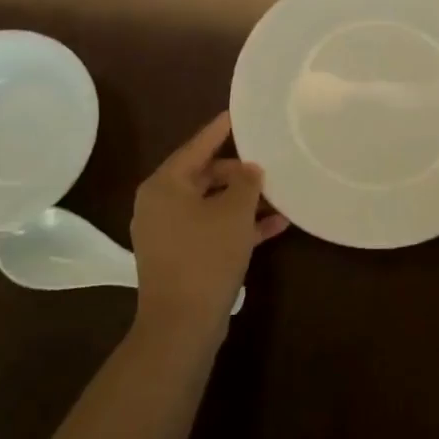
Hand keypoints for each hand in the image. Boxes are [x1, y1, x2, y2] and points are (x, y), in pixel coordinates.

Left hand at [129, 112, 287, 343]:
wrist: (181, 325)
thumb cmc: (206, 256)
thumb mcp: (234, 212)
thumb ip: (246, 182)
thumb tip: (250, 168)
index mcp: (165, 184)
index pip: (197, 146)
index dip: (220, 129)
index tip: (238, 113)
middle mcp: (160, 204)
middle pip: (204, 175)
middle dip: (239, 172)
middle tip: (268, 163)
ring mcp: (168, 232)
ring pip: (211, 204)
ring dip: (243, 201)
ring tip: (279, 195)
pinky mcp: (180, 257)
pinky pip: (211, 229)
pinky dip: (237, 225)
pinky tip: (275, 226)